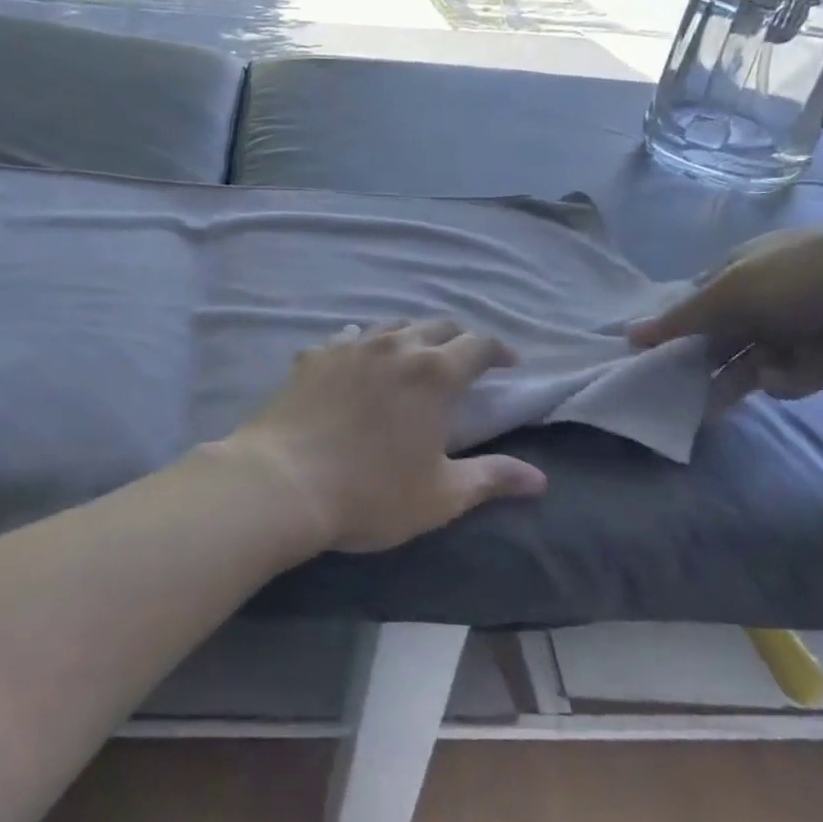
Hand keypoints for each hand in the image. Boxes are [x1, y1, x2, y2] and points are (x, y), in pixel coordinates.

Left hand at [224, 319, 547, 553]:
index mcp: (434, 374)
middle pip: (437, 326)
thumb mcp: (441, 495)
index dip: (499, 351)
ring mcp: (349, 346)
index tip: (508, 365)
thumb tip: (539, 480)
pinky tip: (355, 358)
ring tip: (413, 357)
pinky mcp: (313, 356)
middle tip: (463, 361)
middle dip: (458, 339)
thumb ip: (492, 478)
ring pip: (391, 327)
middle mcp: (395, 347)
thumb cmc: (371, 493)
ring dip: (411, 337)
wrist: (282, 483)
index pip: (479, 345)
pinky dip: (362, 345)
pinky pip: (345, 338)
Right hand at [628, 223, 822, 408]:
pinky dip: (784, 379)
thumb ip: (682, 318)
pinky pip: (783, 380)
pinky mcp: (818, 363)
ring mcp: (789, 333)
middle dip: (692, 362)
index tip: (641, 356)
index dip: (667, 329)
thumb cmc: (807, 275)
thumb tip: (629, 335)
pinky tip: (791, 373)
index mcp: (737, 272)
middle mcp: (759, 302)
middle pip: (713, 339)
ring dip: (726, 383)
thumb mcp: (734, 289)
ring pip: (742, 366)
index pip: (690, 305)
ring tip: (701, 408)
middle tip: (663, 390)